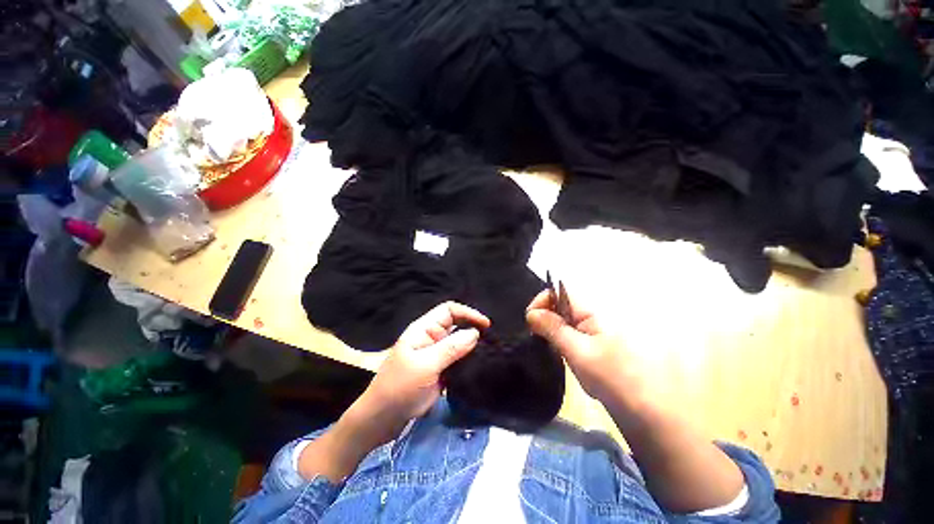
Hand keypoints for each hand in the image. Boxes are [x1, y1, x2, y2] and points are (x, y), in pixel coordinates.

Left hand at [354, 302, 490, 442]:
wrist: (382, 420)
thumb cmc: (400, 388)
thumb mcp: (426, 366)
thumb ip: (451, 348)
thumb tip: (476, 332)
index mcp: (424, 329)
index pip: (449, 310)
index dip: (468, 313)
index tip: (486, 325)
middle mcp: (431, 338)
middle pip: (456, 324)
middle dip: (473, 327)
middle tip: (492, 339)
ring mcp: (435, 355)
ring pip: (458, 342)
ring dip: (472, 345)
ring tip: (490, 351)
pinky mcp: (440, 370)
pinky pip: (457, 359)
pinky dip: (469, 359)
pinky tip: (480, 364)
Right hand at [526, 291, 643, 406]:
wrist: (655, 414)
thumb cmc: (616, 380)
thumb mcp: (578, 352)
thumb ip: (553, 329)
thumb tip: (531, 313)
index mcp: (595, 310)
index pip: (561, 290)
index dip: (543, 300)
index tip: (531, 321)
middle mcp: (599, 314)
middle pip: (563, 306)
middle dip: (549, 321)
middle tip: (546, 343)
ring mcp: (602, 330)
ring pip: (568, 323)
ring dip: (559, 336)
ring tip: (564, 357)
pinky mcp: (603, 344)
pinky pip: (578, 336)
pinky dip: (570, 346)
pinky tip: (578, 364)